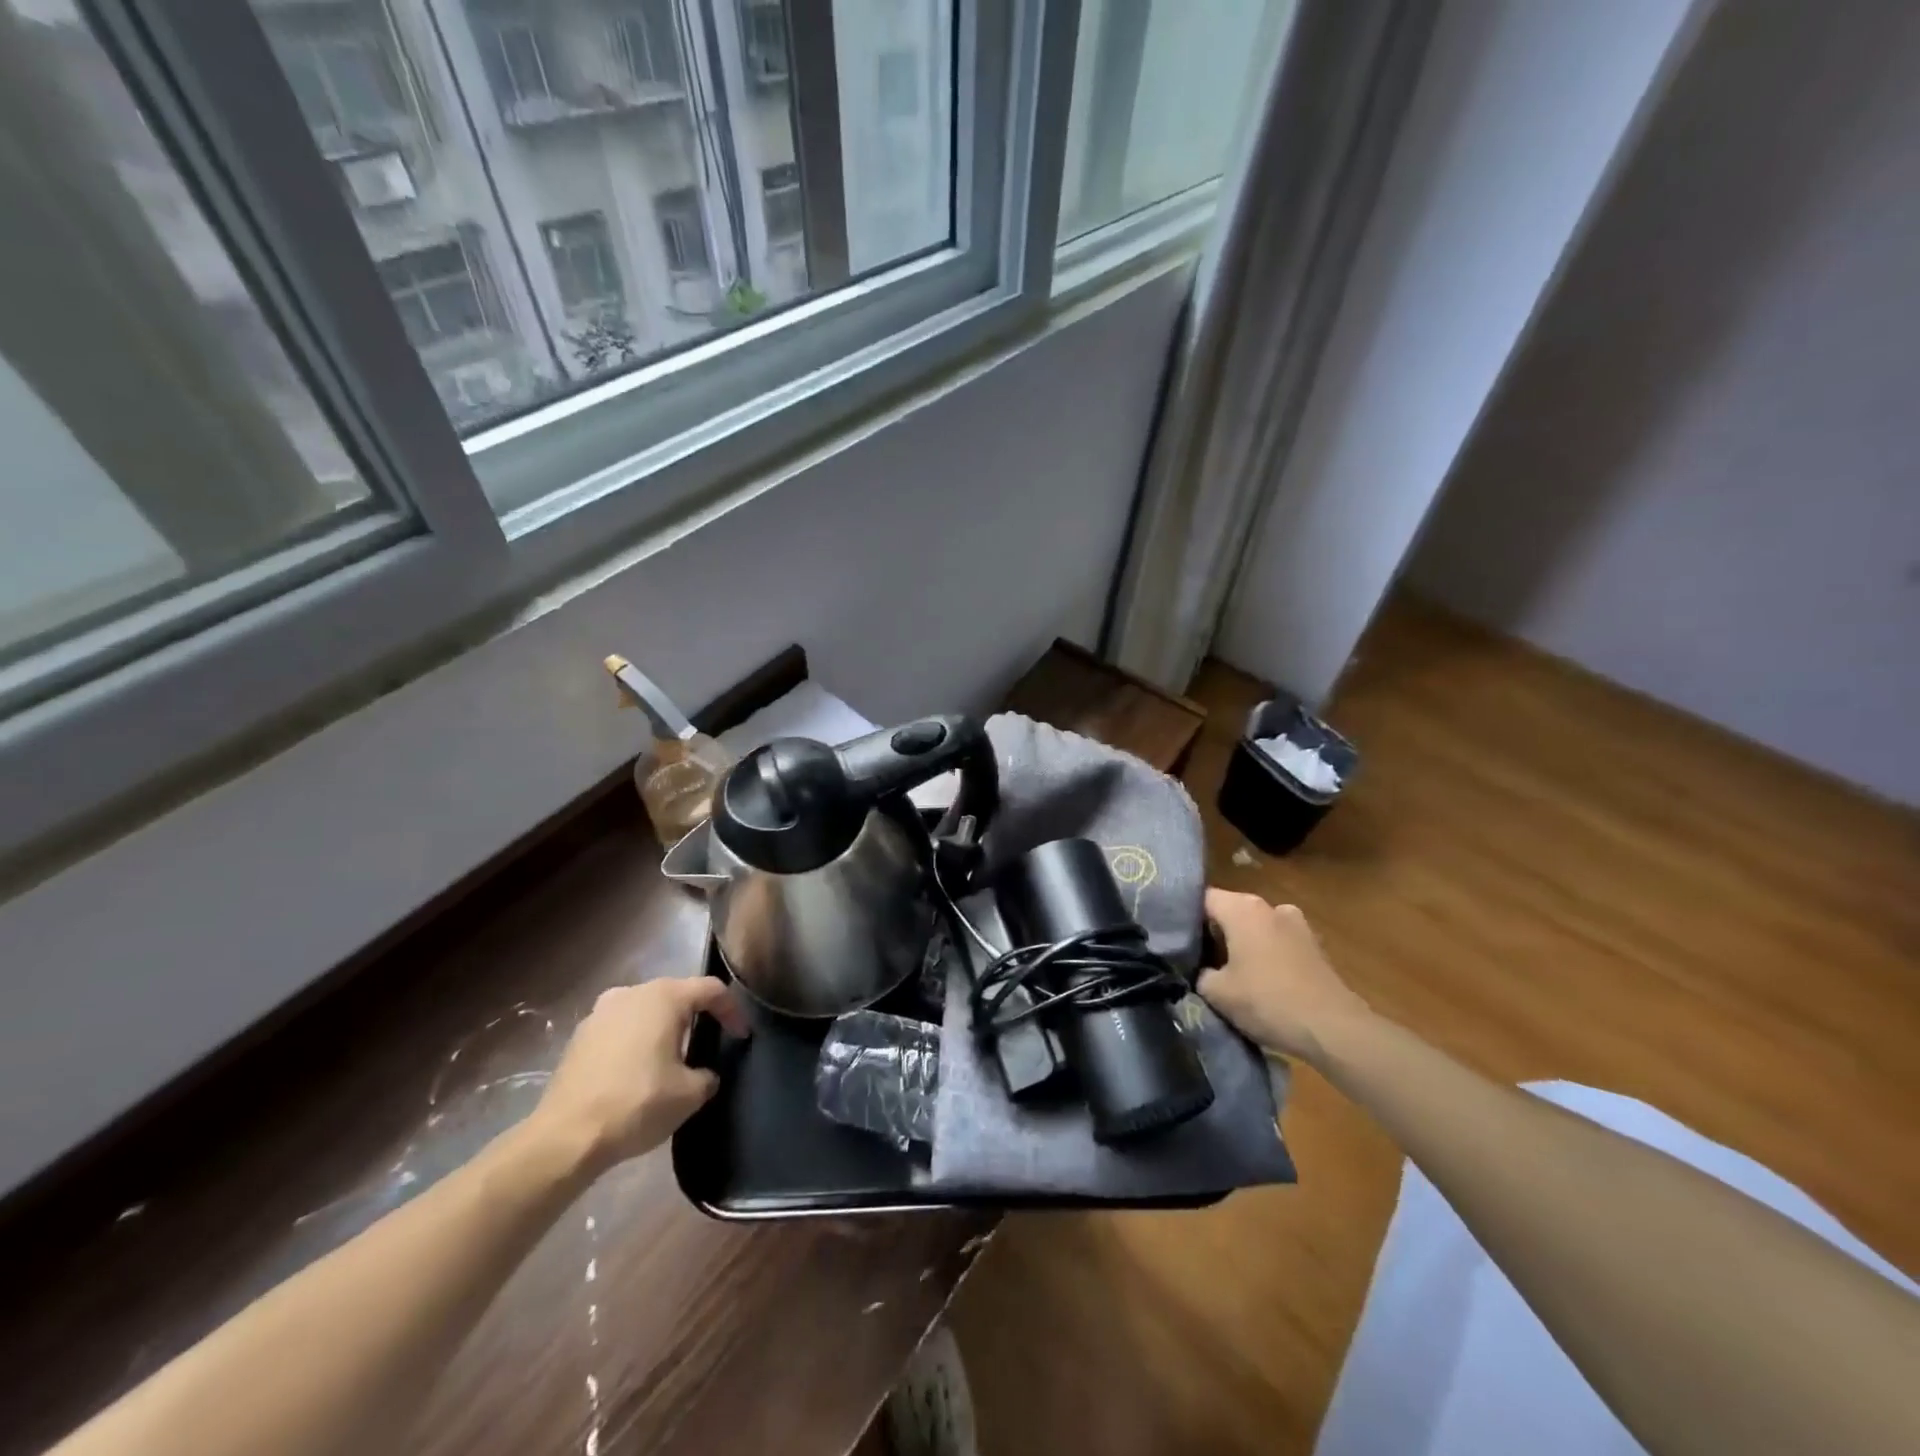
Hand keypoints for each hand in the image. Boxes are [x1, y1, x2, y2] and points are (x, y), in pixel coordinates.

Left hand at [528, 978, 749, 1174]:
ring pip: (645, 1010)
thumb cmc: (637, 1103)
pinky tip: (638, 1070)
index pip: (711, 989)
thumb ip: (707, 1075)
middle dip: (697, 1015)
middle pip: (676, 994)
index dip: (732, 1011)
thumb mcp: (690, 1094)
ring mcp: (600, 1012)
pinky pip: (621, 1028)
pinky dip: (636, 1041)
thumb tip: (704, 1074)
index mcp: (664, 997)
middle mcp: (632, 993)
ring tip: (672, 1057)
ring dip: (663, 1027)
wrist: (565, 1137)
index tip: (741, 1036)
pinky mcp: (580, 1036)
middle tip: (709, 1041)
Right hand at [1196, 889, 1371, 1064]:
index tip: (1175, 940)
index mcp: (1243, 908)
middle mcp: (1270, 906)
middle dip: (1214, 933)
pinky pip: (1278, 944)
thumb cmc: (1267, 1001)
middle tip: (1197, 960)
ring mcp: (1297, 925)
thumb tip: (1199, 969)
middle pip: (1230, 912)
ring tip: (1230, 973)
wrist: (1333, 1029)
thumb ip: (1199, 972)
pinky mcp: (1315, 947)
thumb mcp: (1216, 992)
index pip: (1202, 900)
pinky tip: (1261, 982)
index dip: (1184, 919)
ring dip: (1242, 945)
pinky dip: (1266, 957)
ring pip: (1256, 928)